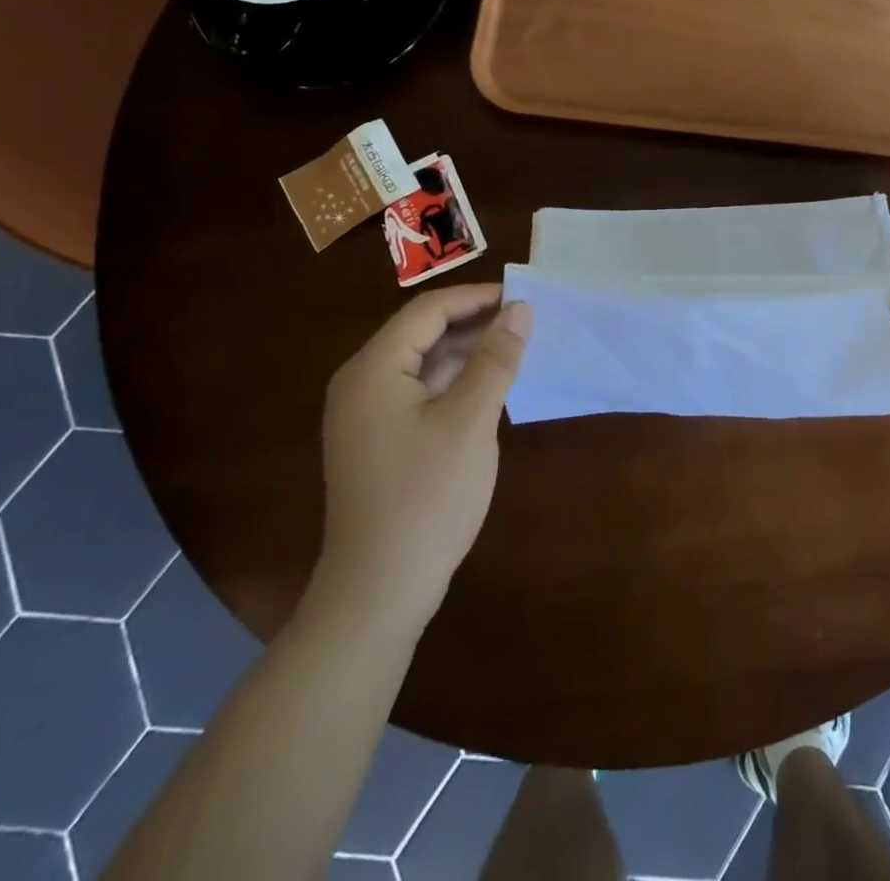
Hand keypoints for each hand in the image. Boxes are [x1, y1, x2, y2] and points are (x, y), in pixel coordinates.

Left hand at [312, 284, 530, 627]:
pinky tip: (489, 388)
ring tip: (516, 349)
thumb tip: (521, 308)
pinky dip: (454, 381)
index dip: (478, 297)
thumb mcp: (471, 420)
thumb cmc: (427, 497)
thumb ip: (496, 358)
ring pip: (422, 362)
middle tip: (527, 322)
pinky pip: (418, 391)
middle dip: (475, 323)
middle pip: (422, 332)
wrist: (379, 591)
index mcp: (374, 369)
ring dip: (467, 352)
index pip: (428, 310)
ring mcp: (365, 414)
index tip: (525, 297)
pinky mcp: (377, 439)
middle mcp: (362, 382)